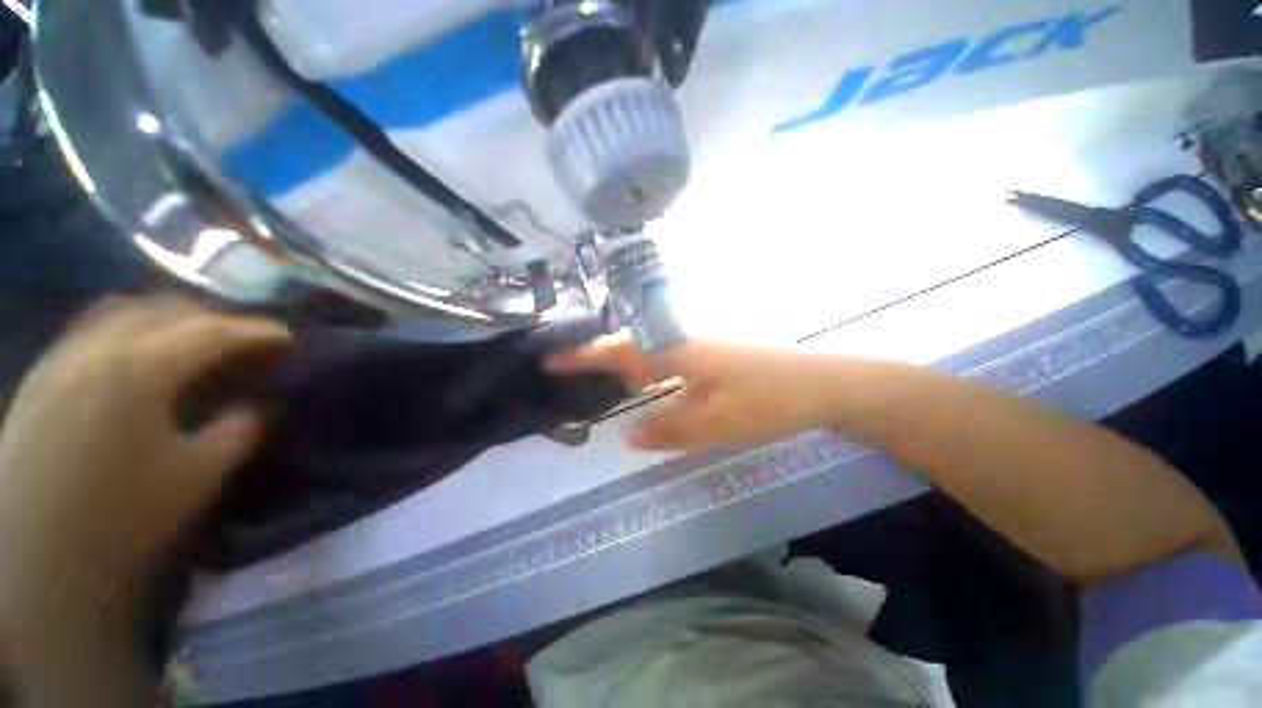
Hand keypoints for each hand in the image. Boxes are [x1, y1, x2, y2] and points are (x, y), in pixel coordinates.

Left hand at [0, 298, 289, 619]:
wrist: (29, 556)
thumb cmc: (117, 518)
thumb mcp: (196, 478)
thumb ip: (237, 431)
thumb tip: (252, 405)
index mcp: (140, 371)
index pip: (212, 332)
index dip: (257, 331)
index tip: (288, 336)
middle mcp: (97, 348)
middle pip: (165, 309)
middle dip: (214, 319)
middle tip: (244, 340)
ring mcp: (62, 357)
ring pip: (123, 309)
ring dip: (167, 316)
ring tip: (192, 338)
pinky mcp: (41, 374)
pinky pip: (92, 327)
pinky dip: (128, 326)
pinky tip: (138, 350)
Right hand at [547, 335, 855, 450]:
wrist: (820, 384)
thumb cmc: (765, 401)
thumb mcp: (713, 424)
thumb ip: (667, 429)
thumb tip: (627, 436)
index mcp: (676, 351)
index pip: (617, 351)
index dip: (582, 356)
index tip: (550, 359)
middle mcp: (682, 340)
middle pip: (630, 347)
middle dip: (600, 361)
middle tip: (574, 378)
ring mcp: (698, 344)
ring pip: (649, 352)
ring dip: (626, 367)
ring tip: (605, 385)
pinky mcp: (712, 353)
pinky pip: (668, 358)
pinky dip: (651, 371)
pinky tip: (650, 385)